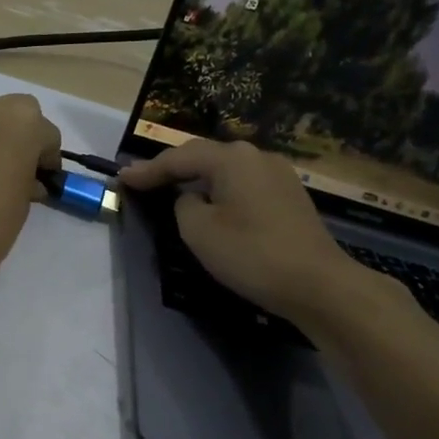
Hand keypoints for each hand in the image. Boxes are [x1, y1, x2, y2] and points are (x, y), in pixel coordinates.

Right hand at [118, 139, 372, 321]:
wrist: (317, 283)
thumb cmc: (251, 253)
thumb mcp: (198, 231)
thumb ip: (184, 205)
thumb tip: (192, 197)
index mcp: (232, 158)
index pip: (179, 158)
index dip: (148, 170)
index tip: (121, 178)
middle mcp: (257, 156)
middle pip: (205, 156)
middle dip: (172, 168)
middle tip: (143, 179)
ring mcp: (278, 174)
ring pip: (226, 169)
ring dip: (197, 178)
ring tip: (171, 187)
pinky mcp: (289, 195)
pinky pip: (243, 183)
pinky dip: (220, 189)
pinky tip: (210, 201)